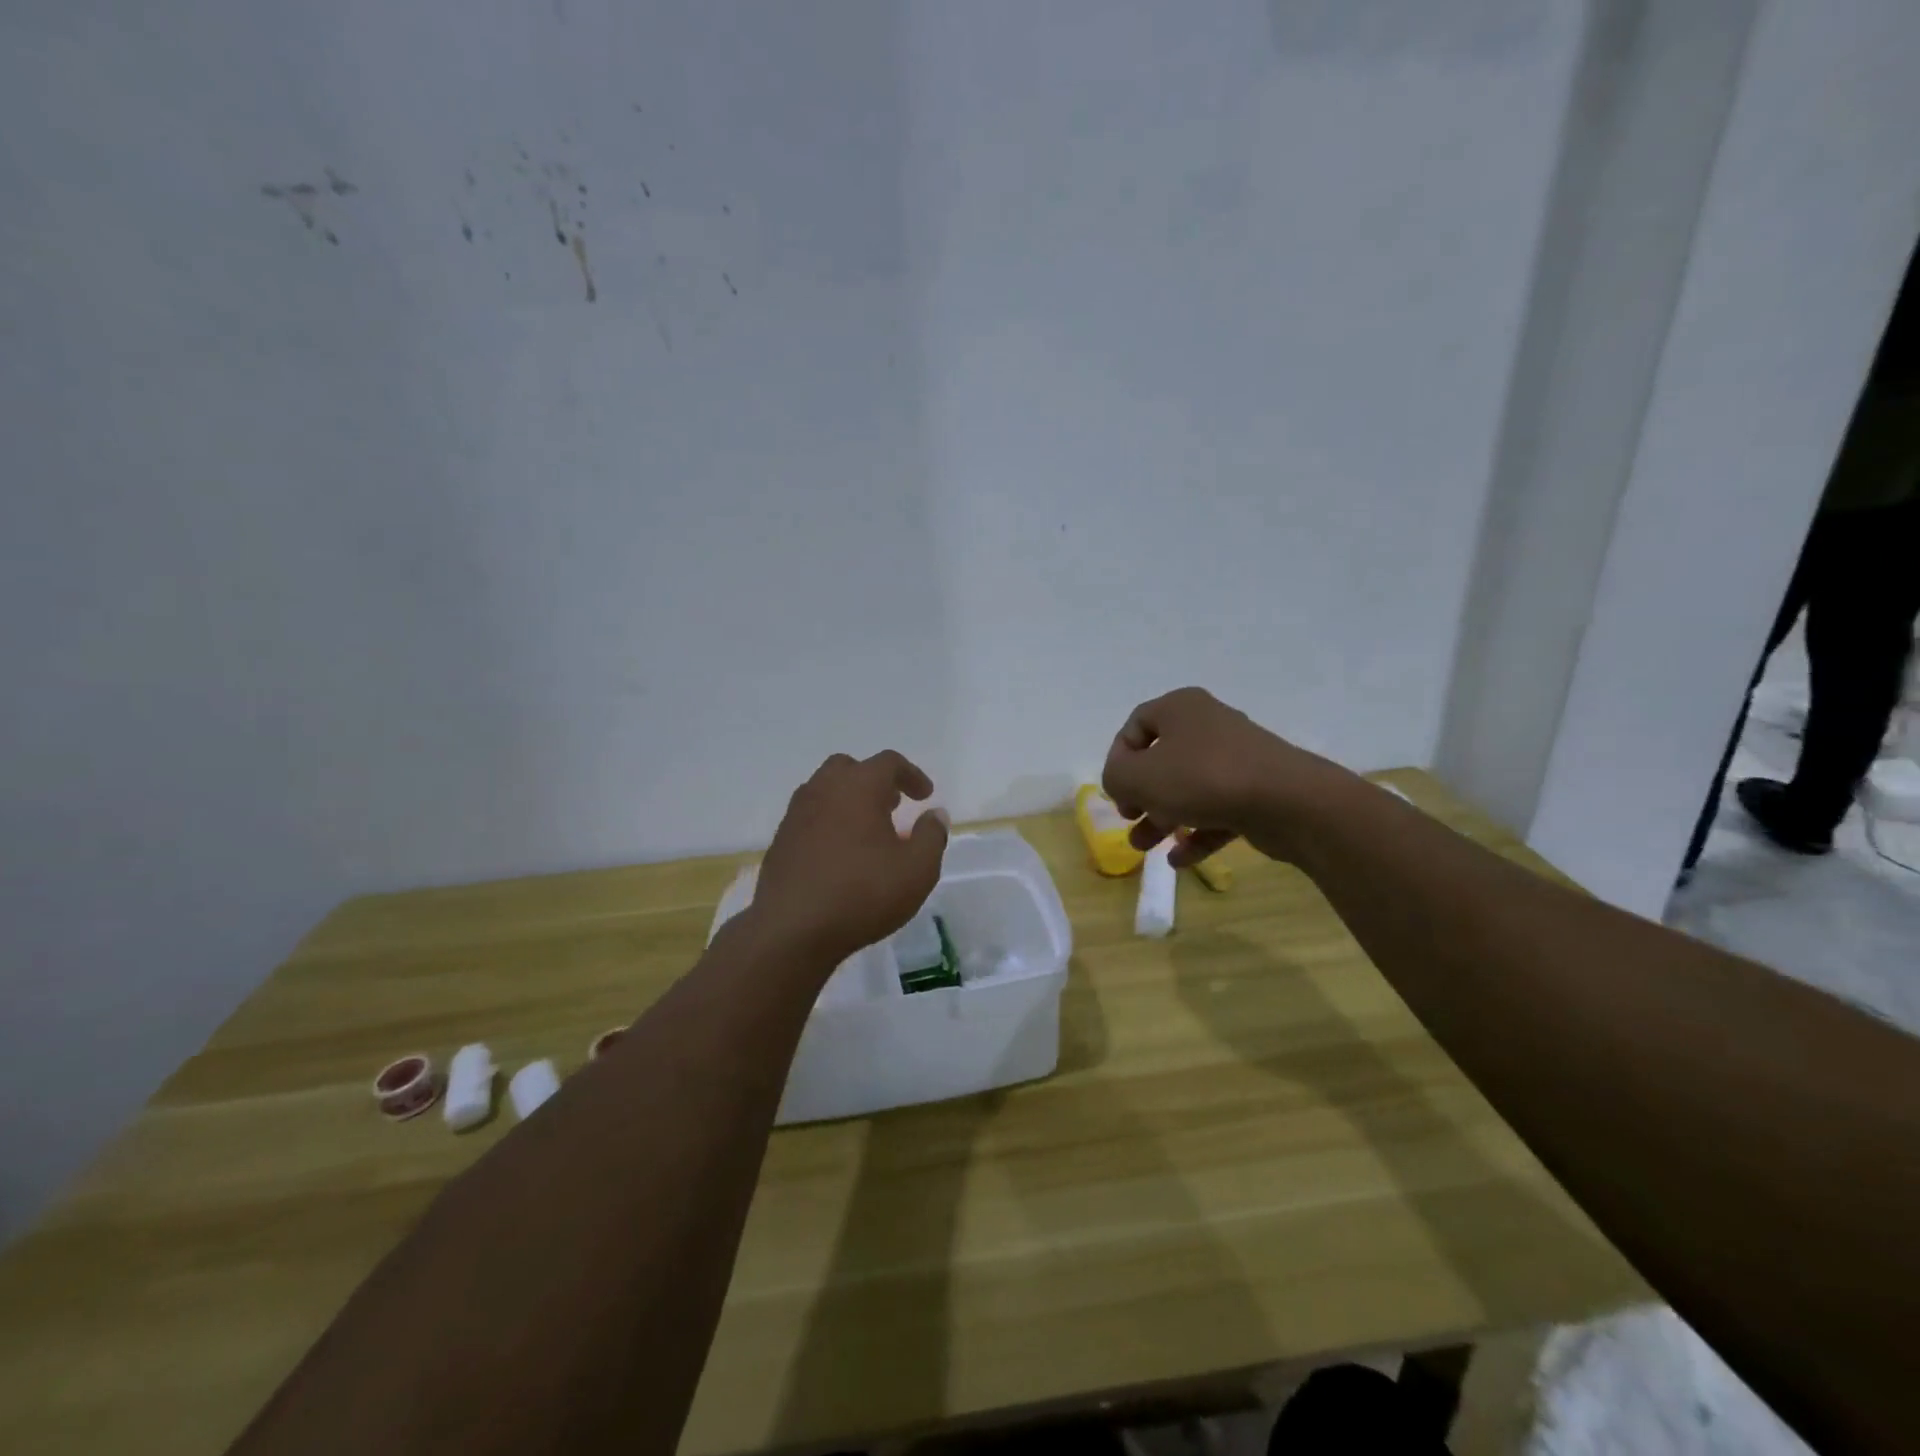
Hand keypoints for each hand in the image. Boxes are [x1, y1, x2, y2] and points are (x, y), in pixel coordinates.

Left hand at [750, 750, 948, 968]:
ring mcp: (796, 814)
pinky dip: (829, 823)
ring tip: (868, 831)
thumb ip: (932, 836)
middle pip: (850, 768)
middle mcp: (823, 790)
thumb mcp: (917, 869)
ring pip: (825, 791)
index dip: (911, 775)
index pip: (888, 762)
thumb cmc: (863, 893)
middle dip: (874, 781)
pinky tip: (840, 855)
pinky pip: (810, 818)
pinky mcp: (781, 841)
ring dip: (849, 801)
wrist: (792, 930)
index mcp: (859, 786)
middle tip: (893, 806)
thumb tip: (935, 814)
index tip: (925, 796)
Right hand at [1102, 687, 1331, 866]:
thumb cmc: (1202, 778)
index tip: (1117, 791)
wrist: (1288, 801)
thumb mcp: (1138, 777)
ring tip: (1145, 848)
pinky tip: (1180, 860)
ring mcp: (1236, 758)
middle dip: (1140, 795)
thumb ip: (1115, 777)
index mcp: (1180, 708)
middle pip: (1161, 760)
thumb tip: (1122, 782)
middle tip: (1130, 818)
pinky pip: (1217, 810)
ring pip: (1188, 788)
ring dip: (1162, 819)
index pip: (1136, 726)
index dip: (1119, 759)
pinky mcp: (1257, 790)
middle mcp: (1208, 725)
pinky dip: (1197, 833)